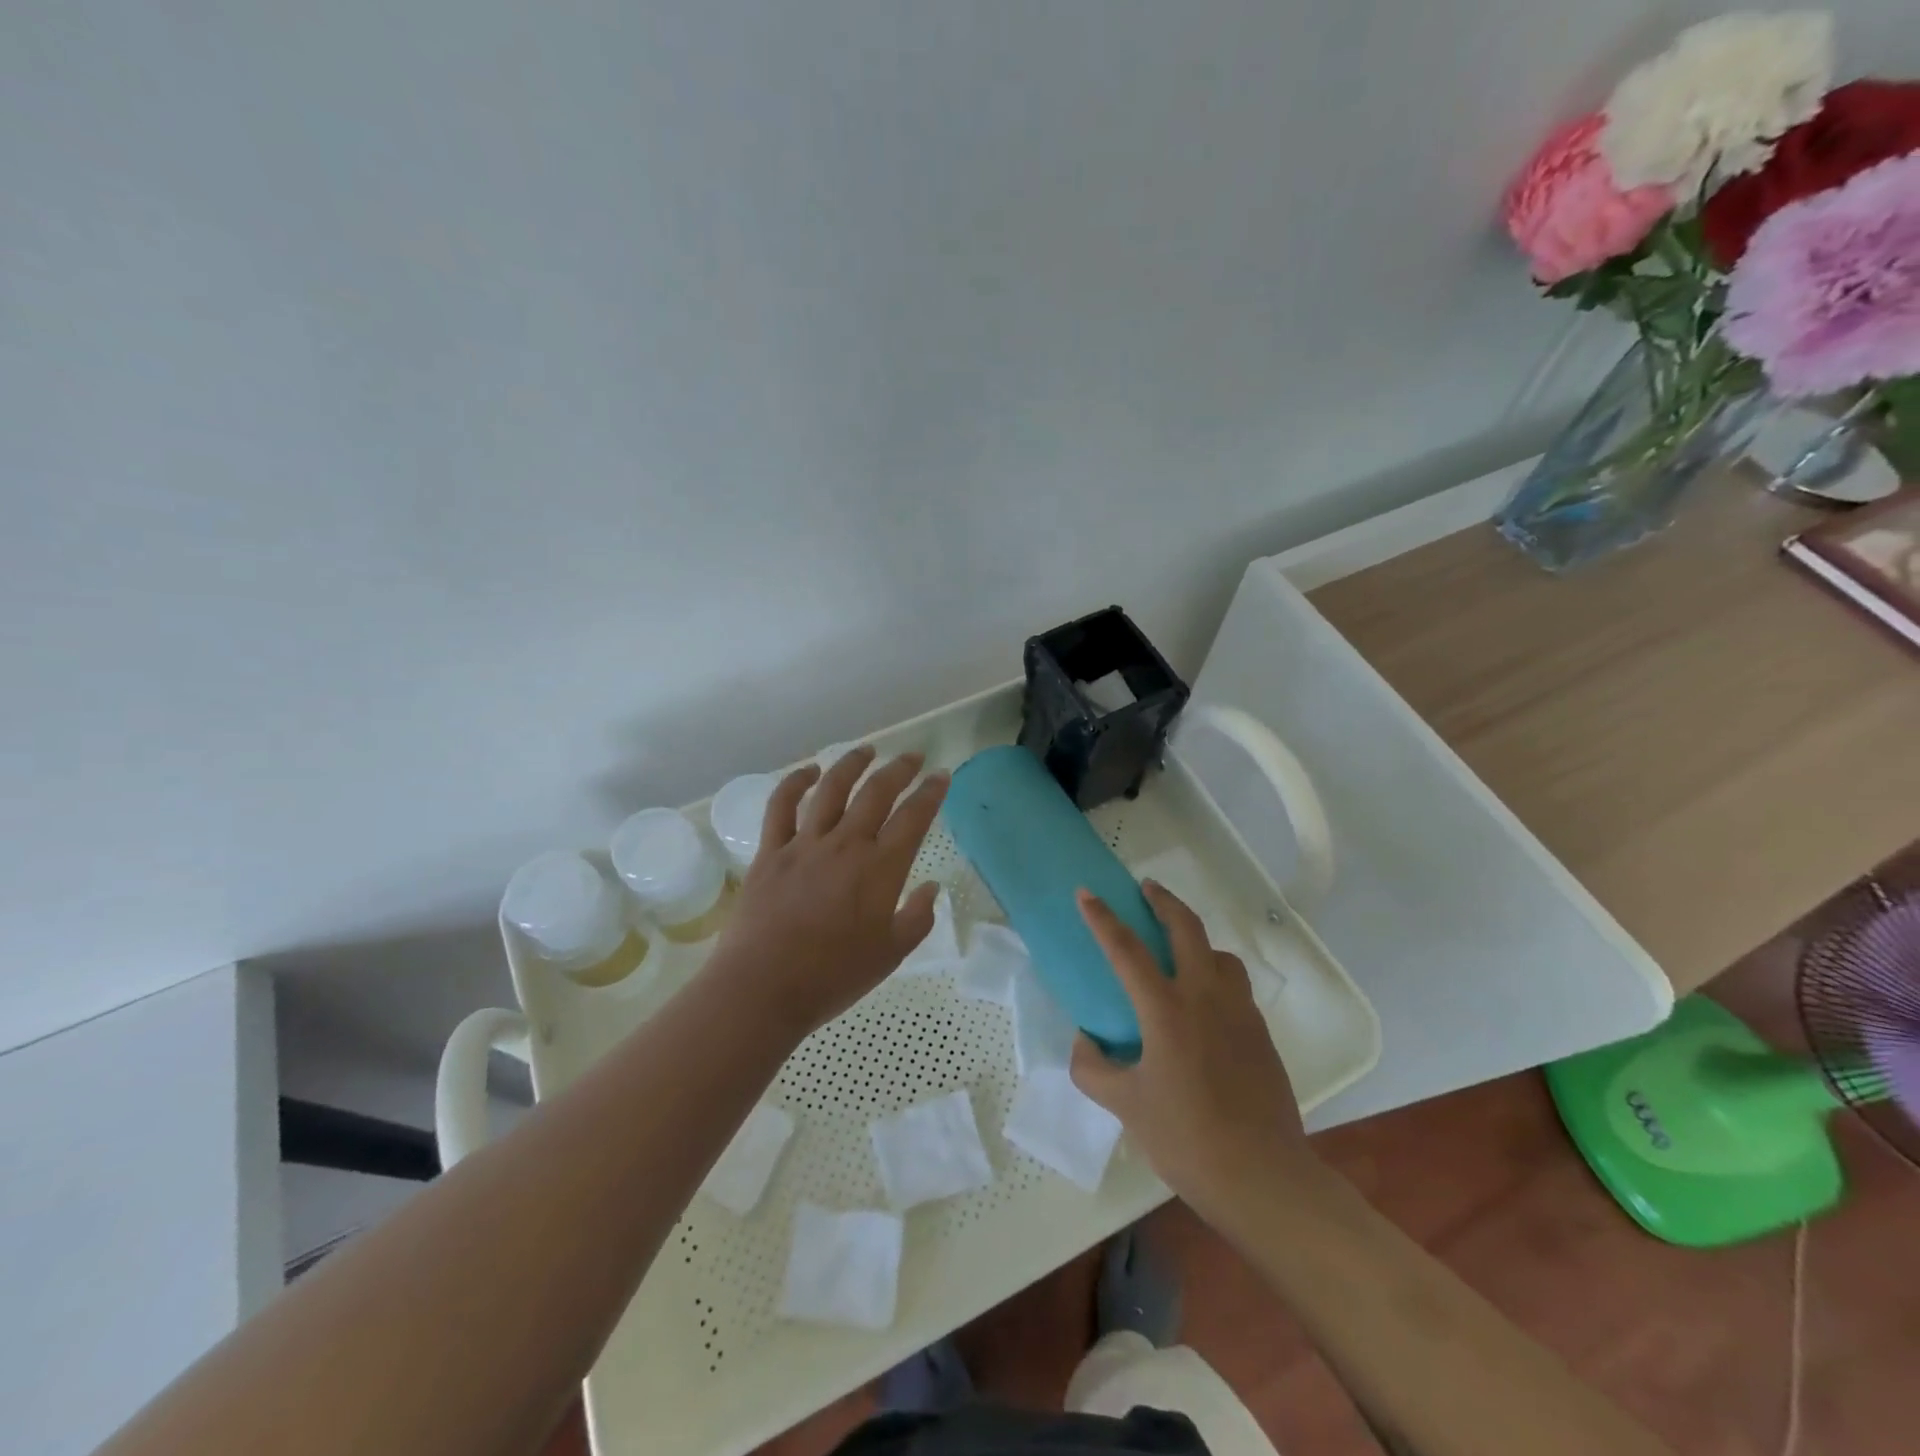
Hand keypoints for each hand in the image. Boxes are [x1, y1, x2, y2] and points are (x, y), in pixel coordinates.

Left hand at [707, 746, 948, 1040]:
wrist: (763, 988)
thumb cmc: (833, 977)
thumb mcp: (891, 954)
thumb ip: (918, 918)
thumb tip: (931, 887)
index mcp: (880, 868)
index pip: (914, 817)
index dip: (931, 792)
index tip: (942, 776)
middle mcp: (846, 844)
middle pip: (877, 792)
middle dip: (900, 769)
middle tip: (913, 756)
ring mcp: (805, 844)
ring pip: (832, 789)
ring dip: (852, 764)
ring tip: (867, 750)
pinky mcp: (770, 852)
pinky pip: (781, 806)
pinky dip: (794, 783)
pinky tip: (808, 771)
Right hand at [1070, 881, 1314, 1213]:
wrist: (1263, 1177)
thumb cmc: (1186, 1137)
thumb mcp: (1125, 1105)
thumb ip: (1093, 1068)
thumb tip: (1085, 1041)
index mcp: (1166, 1010)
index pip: (1127, 949)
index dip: (1102, 918)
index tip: (1087, 892)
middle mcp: (1205, 997)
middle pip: (1186, 928)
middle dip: (1164, 901)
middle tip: (1146, 888)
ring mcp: (1239, 1012)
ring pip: (1220, 954)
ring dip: (1196, 938)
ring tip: (1179, 949)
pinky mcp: (1261, 1032)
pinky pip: (1236, 985)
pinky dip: (1216, 973)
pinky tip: (1204, 1003)